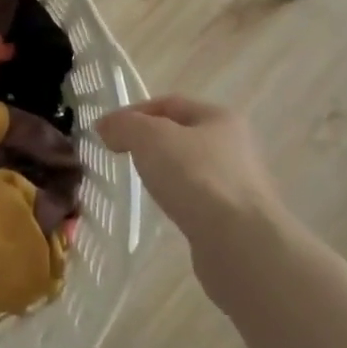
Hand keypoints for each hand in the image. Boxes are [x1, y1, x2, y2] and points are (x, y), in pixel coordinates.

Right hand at [96, 97, 282, 241]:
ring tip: (139, 184)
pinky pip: (196, 199)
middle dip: (149, 142)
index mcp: (219, 117)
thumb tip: (106, 126)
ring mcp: (237, 184)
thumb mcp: (150, 138)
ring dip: (163, 172)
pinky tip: (164, 210)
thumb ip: (124, 125)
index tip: (106, 131)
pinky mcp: (234, 219)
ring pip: (189, 168)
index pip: (169, 103)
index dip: (134, 112)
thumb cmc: (196, 178)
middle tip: (120, 155)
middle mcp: (234, 146)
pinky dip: (177, 199)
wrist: (240, 243)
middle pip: (181, 135)